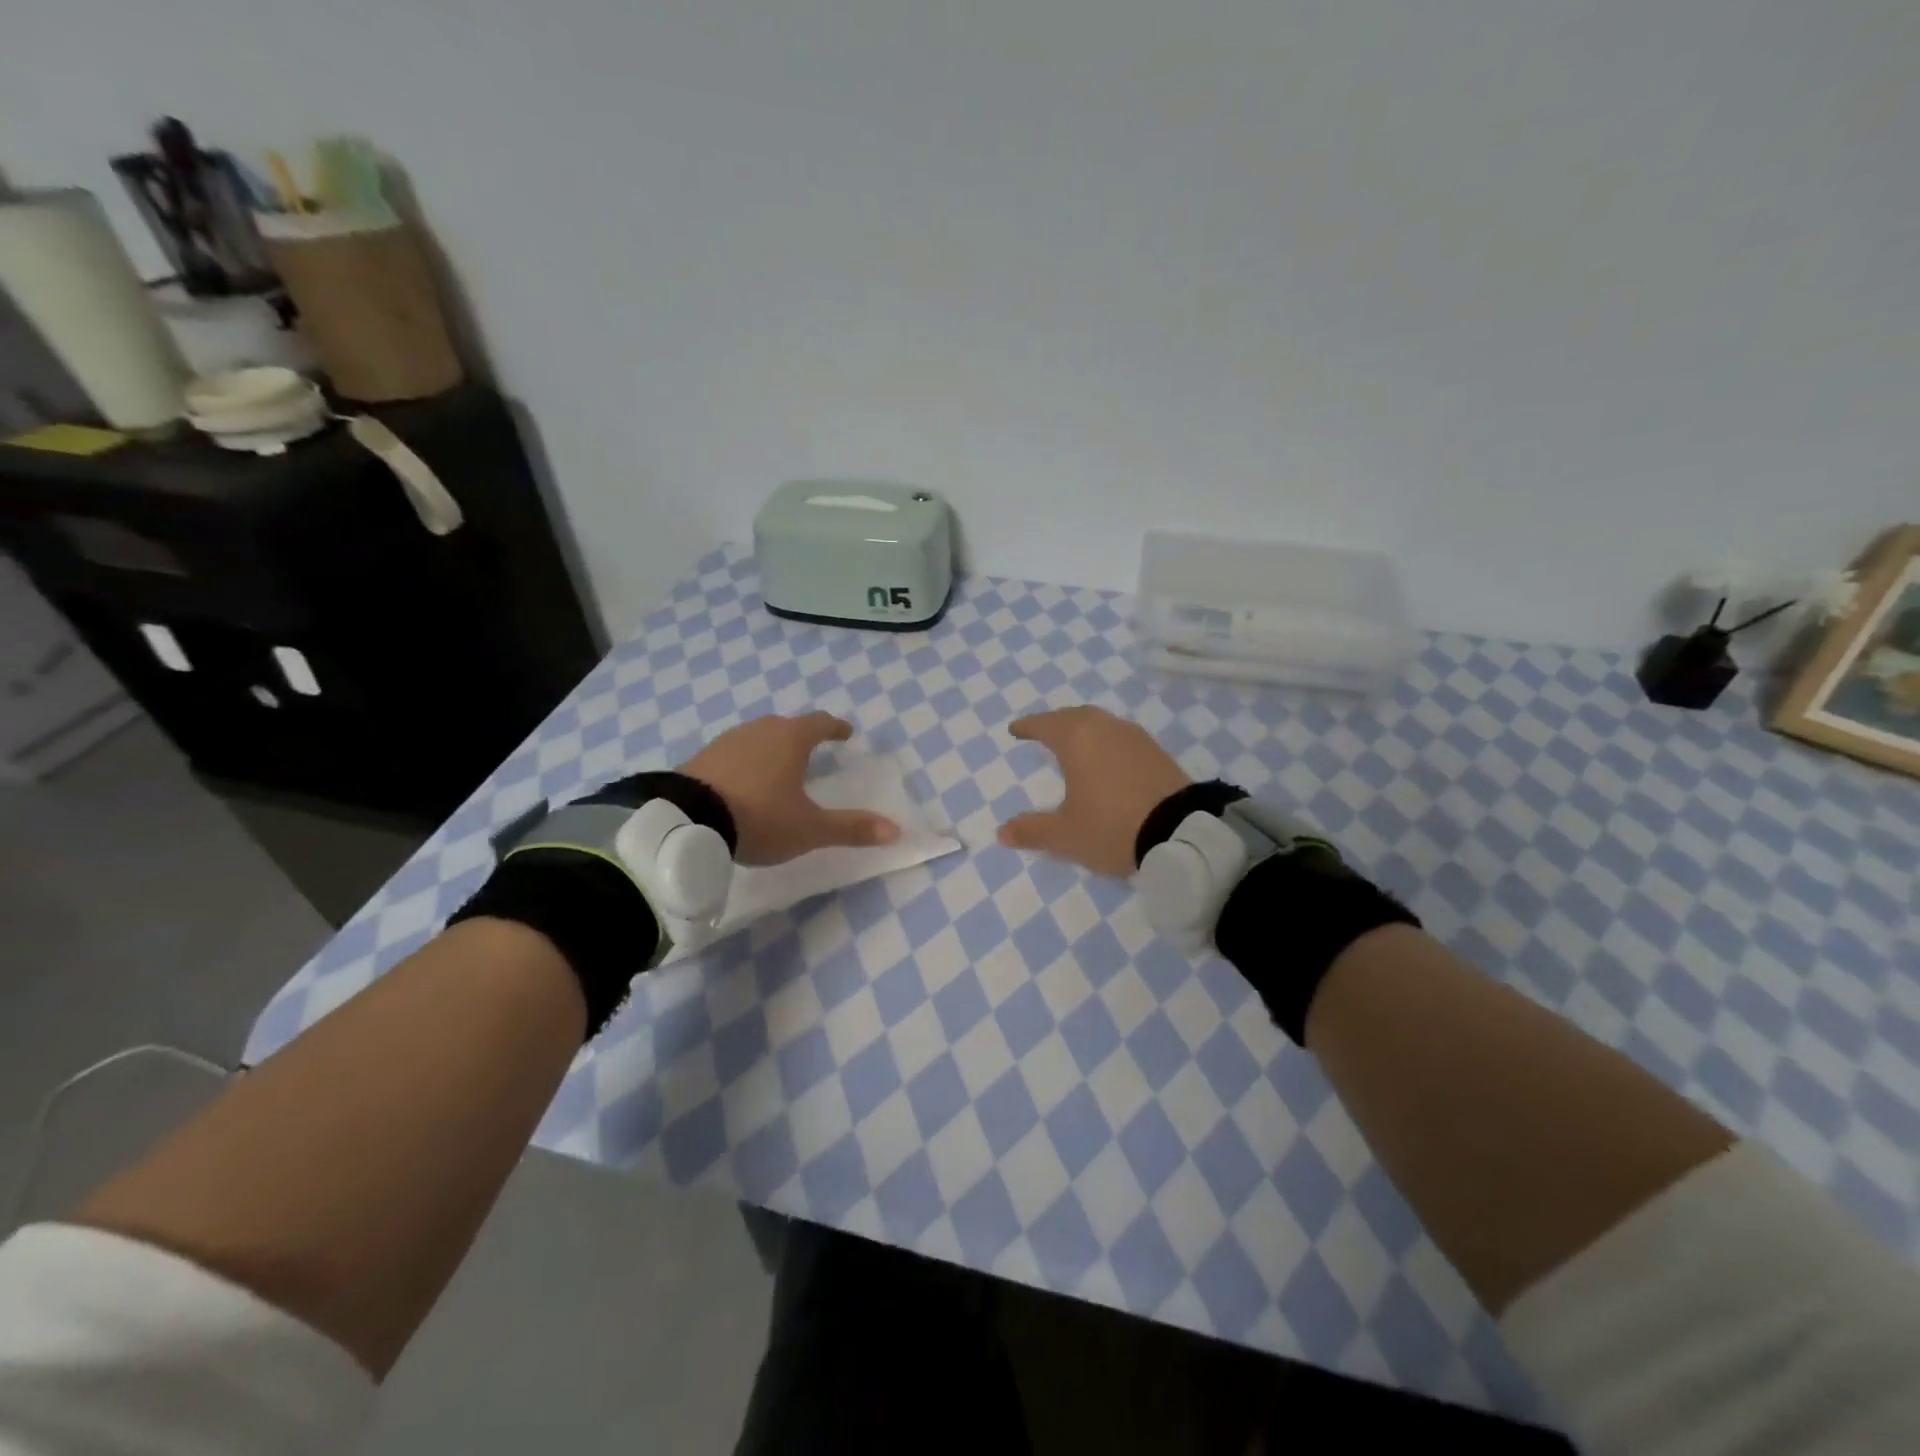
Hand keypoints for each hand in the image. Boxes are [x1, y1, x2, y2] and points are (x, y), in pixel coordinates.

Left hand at [681, 713, 900, 865]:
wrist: (685, 821)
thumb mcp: (809, 829)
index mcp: (791, 739)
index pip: (821, 723)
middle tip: (812, 751)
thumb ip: (851, 828)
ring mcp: (727, 741)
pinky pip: (733, 752)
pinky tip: (742, 781)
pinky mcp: (702, 756)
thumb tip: (896, 830)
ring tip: (777, 766)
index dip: (836, 728)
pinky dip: (745, 761)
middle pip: (787, 726)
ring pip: (758, 736)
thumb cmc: (759, 818)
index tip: (846, 733)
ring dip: (771, 747)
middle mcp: (760, 730)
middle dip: (802, 736)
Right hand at [997, 707, 1189, 877]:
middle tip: (1044, 733)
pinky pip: (1122, 737)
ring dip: (1084, 730)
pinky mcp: (1157, 752)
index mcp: (1077, 740)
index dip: (1028, 727)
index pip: (1045, 724)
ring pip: (1101, 724)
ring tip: (1075, 745)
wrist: (1182, 833)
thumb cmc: (1111, 827)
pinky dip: (1106, 742)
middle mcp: (1105, 728)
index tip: (1015, 730)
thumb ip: (1032, 831)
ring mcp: (1135, 738)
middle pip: (1075, 717)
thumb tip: (1002, 832)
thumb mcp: (1065, 835)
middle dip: (1056, 723)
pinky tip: (1108, 760)